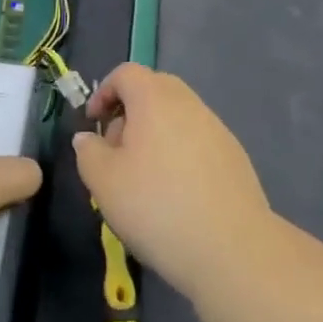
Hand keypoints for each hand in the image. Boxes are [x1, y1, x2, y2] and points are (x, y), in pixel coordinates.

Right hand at [75, 64, 272, 300]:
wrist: (232, 248)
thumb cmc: (157, 206)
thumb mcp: (104, 182)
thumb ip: (88, 152)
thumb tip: (89, 138)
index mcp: (155, 98)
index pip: (126, 73)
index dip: (104, 92)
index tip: (93, 124)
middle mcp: (188, 103)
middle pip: (154, 89)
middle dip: (129, 112)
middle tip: (116, 150)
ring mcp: (216, 128)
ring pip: (177, 116)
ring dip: (155, 134)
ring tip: (144, 177)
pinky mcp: (234, 155)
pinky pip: (197, 139)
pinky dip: (179, 152)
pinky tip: (176, 192)